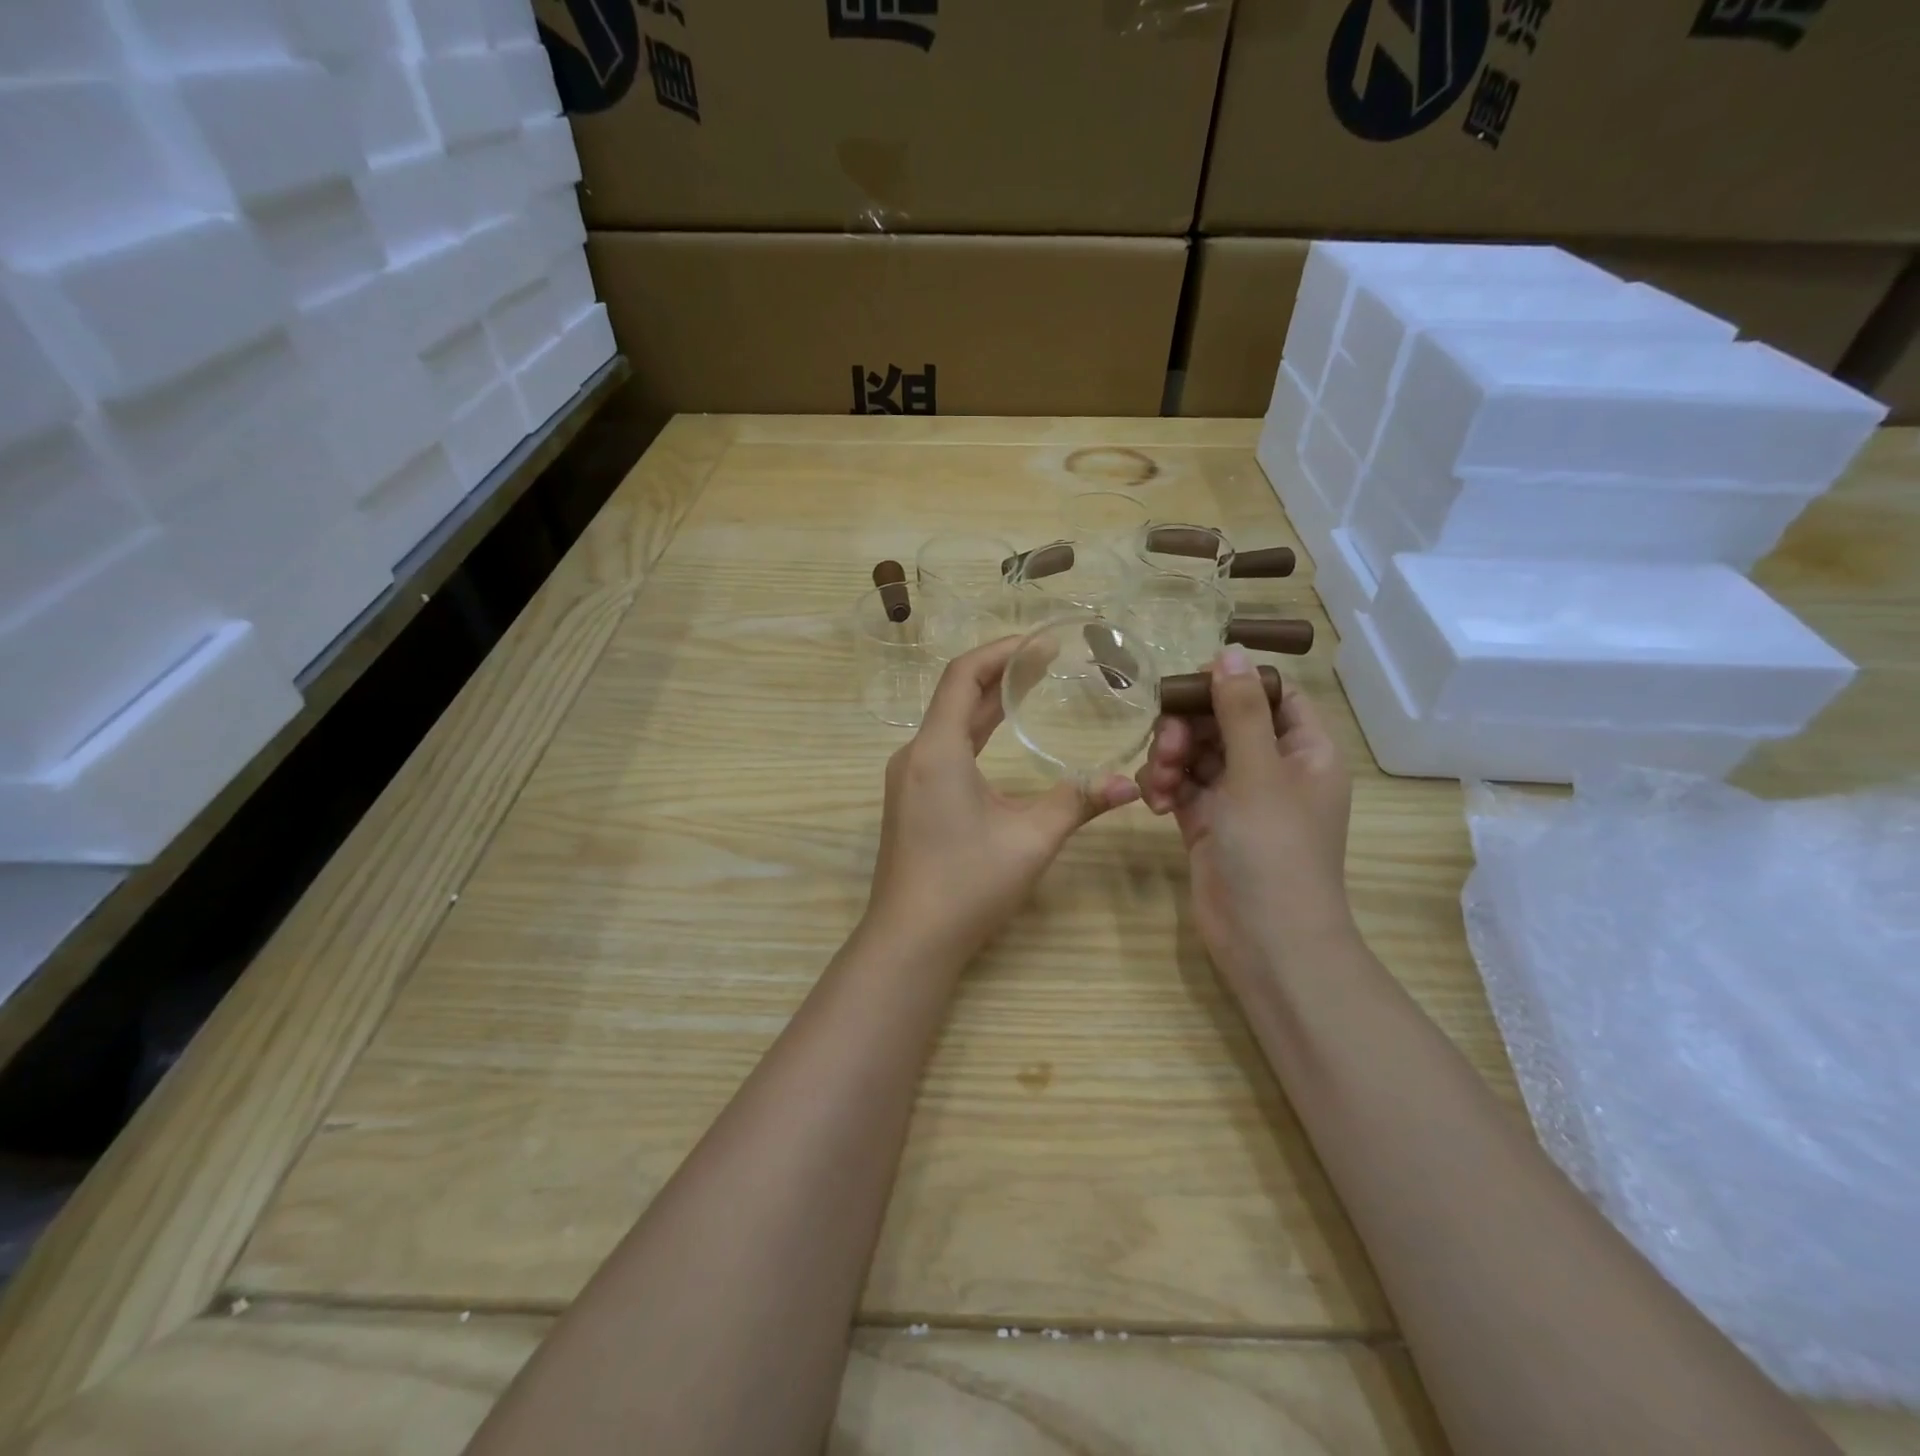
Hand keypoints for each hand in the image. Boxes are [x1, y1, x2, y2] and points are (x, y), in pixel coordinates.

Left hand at [866, 637, 1138, 959]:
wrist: (910, 939)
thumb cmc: (967, 884)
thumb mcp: (1030, 839)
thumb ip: (1077, 803)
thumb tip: (1129, 785)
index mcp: (937, 750)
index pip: (963, 676)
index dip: (1001, 651)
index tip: (1040, 642)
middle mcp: (915, 754)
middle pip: (956, 694)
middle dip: (1000, 672)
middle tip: (1048, 659)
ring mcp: (907, 777)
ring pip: (949, 722)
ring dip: (987, 702)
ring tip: (1031, 685)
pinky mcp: (910, 798)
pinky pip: (943, 747)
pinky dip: (975, 731)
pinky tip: (1002, 736)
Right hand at [1135, 648, 1355, 986]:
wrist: (1265, 941)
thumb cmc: (1275, 850)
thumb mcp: (1258, 772)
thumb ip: (1239, 711)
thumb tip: (1229, 651)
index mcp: (1304, 751)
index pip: (1273, 696)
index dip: (1234, 683)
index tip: (1192, 683)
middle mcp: (1272, 769)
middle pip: (1224, 722)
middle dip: (1189, 728)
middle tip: (1168, 746)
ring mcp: (1237, 798)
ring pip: (1196, 753)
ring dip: (1171, 759)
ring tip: (1161, 785)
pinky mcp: (1207, 823)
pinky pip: (1181, 787)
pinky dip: (1165, 789)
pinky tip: (1157, 806)